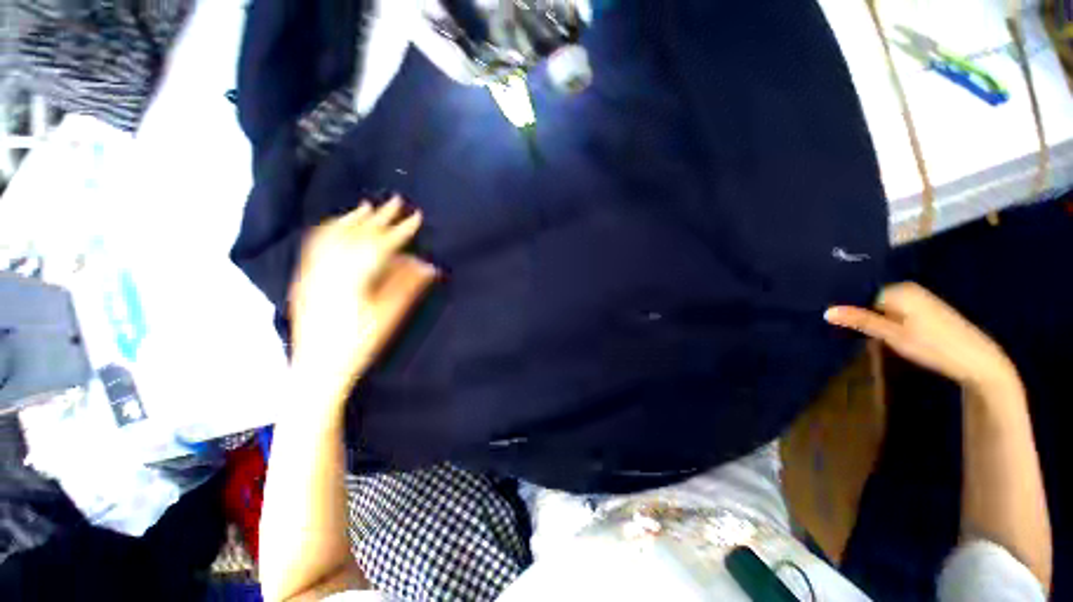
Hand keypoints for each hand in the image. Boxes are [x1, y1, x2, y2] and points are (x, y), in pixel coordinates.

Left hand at [289, 196, 437, 398]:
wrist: (318, 367)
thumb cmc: (360, 344)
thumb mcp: (390, 315)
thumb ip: (408, 286)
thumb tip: (428, 264)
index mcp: (355, 278)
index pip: (382, 245)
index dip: (401, 229)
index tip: (416, 216)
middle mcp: (330, 268)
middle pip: (357, 234)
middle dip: (380, 217)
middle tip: (396, 200)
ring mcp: (313, 271)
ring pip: (333, 235)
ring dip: (353, 218)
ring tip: (368, 205)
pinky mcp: (304, 277)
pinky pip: (316, 245)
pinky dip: (330, 229)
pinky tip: (337, 224)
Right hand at [825, 283, 1017, 393]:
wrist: (978, 361)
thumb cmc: (934, 346)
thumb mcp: (893, 335)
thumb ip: (861, 321)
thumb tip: (826, 311)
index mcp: (899, 290)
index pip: (860, 293)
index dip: (845, 306)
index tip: (829, 320)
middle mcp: (907, 289)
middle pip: (870, 299)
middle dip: (856, 312)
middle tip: (839, 329)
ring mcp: (917, 299)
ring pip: (881, 306)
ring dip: (869, 319)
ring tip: (853, 333)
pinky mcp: (923, 311)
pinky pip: (893, 311)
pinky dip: (883, 321)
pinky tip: (878, 334)